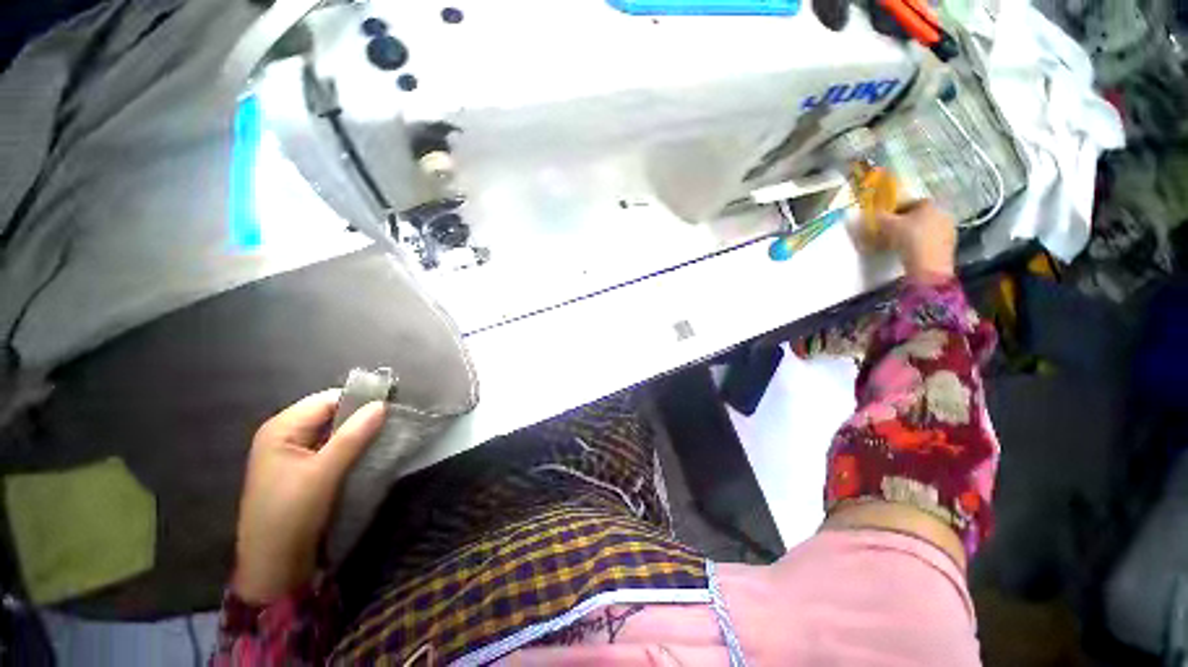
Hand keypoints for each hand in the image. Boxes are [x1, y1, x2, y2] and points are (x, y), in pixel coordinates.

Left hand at [231, 390, 385, 603]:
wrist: (273, 565)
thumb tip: (382, 404)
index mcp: (281, 428)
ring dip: (357, 434)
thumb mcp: (324, 473)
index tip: (392, 407)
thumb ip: (353, 435)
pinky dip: (350, 448)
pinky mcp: (301, 470)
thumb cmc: (291, 514)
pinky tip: (368, 454)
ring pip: (332, 432)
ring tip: (384, 438)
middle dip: (360, 418)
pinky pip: (330, 448)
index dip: (360, 401)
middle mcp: (284, 435)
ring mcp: (291, 453)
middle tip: (391, 424)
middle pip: (330, 414)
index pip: (327, 400)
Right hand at [878, 200, 956, 282]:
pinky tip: (911, 251)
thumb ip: (880, 216)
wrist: (929, 263)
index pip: (910, 203)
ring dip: (914, 233)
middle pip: (920, 215)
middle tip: (891, 232)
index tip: (886, 219)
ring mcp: (948, 229)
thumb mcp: (887, 225)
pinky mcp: (950, 244)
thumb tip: (875, 212)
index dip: (897, 210)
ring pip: (926, 228)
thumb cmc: (908, 238)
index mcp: (928, 205)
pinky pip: (932, 239)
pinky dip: (921, 243)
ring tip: (899, 244)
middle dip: (906, 222)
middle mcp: (941, 213)